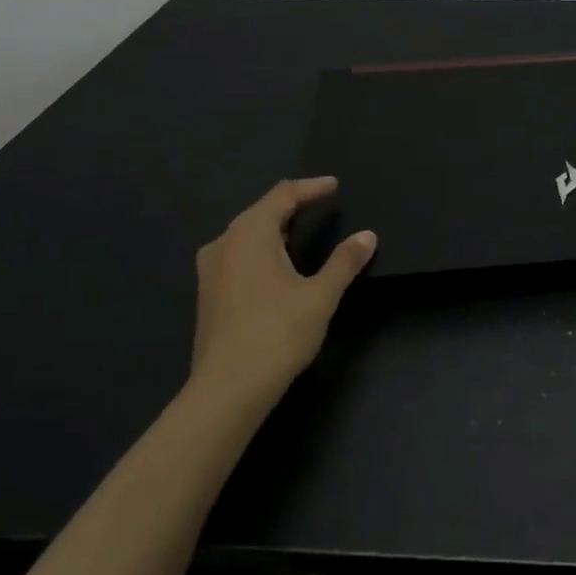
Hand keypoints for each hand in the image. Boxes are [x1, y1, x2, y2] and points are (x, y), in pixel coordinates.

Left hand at [189, 177, 376, 414]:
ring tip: (299, 231)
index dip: (310, 187)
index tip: (333, 185)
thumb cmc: (277, 333)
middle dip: (291, 205)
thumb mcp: (320, 296)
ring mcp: (211, 271)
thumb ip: (344, 262)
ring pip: (245, 235)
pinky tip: (275, 266)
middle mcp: (224, 243)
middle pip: (260, 212)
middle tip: (318, 204)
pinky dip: (260, 250)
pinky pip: (237, 256)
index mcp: (250, 233)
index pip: (283, 195)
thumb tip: (368, 236)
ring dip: (274, 229)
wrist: (228, 389)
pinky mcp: (208, 295)